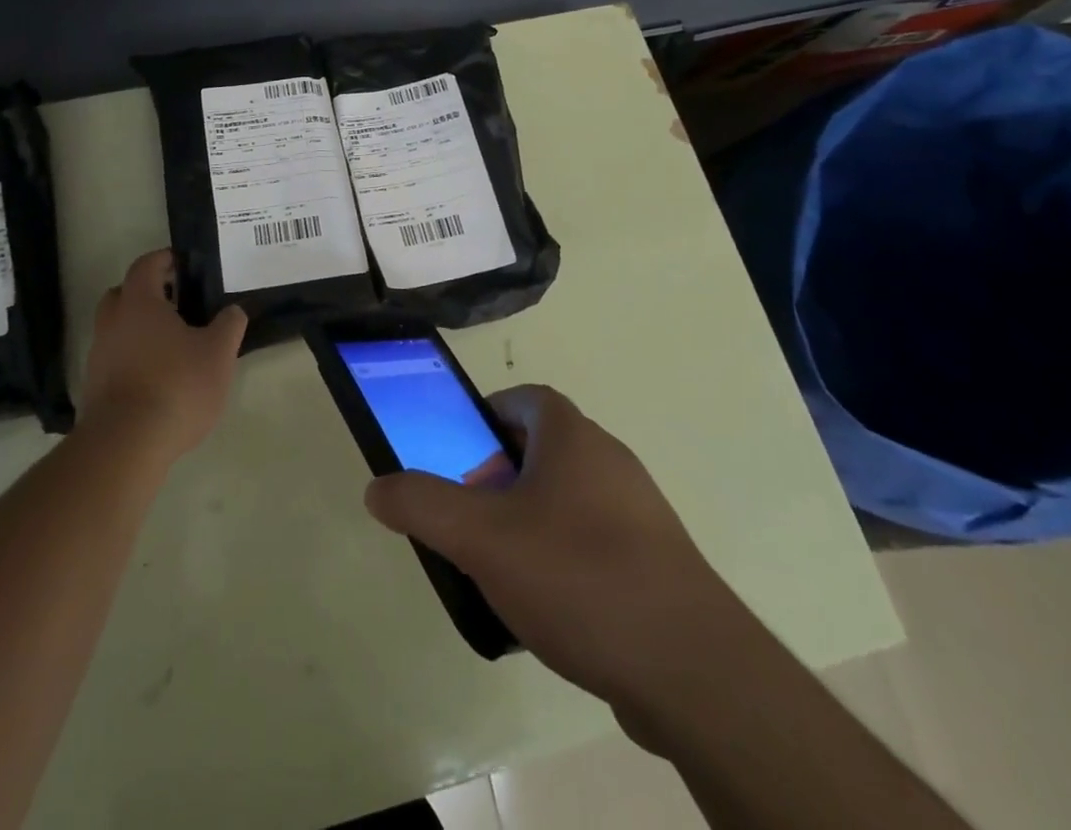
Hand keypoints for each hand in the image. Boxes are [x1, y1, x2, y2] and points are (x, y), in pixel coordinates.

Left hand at [81, 249, 246, 464]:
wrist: (126, 444)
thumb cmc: (176, 385)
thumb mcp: (218, 353)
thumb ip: (229, 325)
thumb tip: (233, 310)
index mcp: (139, 303)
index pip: (146, 265)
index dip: (164, 260)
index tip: (183, 264)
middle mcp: (112, 322)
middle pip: (123, 294)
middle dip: (147, 293)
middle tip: (176, 302)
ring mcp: (98, 356)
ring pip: (116, 328)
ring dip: (138, 328)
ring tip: (171, 345)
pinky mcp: (93, 388)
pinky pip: (113, 359)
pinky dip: (131, 358)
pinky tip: (156, 377)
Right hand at [363, 385, 752, 749]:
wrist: (693, 671)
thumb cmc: (578, 576)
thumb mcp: (481, 538)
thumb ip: (422, 506)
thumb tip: (377, 488)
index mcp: (573, 437)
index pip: (526, 398)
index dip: (488, 416)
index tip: (461, 453)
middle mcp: (611, 461)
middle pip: (544, 448)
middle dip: (501, 475)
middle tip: (472, 516)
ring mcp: (641, 513)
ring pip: (569, 498)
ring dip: (531, 519)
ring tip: (502, 567)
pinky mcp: (659, 564)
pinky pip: (597, 541)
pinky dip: (565, 557)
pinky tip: (550, 608)